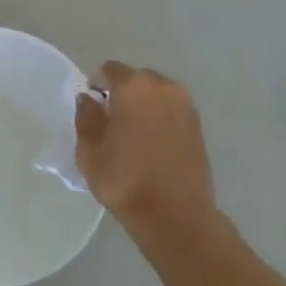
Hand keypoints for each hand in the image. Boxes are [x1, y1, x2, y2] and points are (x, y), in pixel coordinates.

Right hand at [75, 62, 216, 231]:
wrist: (176, 215)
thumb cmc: (125, 180)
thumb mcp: (89, 151)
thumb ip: (86, 117)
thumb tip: (89, 99)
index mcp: (134, 86)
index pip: (109, 70)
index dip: (96, 84)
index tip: (92, 108)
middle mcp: (163, 86)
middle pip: (136, 79)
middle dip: (122, 93)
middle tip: (111, 122)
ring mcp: (185, 105)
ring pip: (156, 95)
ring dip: (143, 106)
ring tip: (133, 135)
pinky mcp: (198, 126)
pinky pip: (171, 111)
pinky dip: (160, 119)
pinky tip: (152, 144)